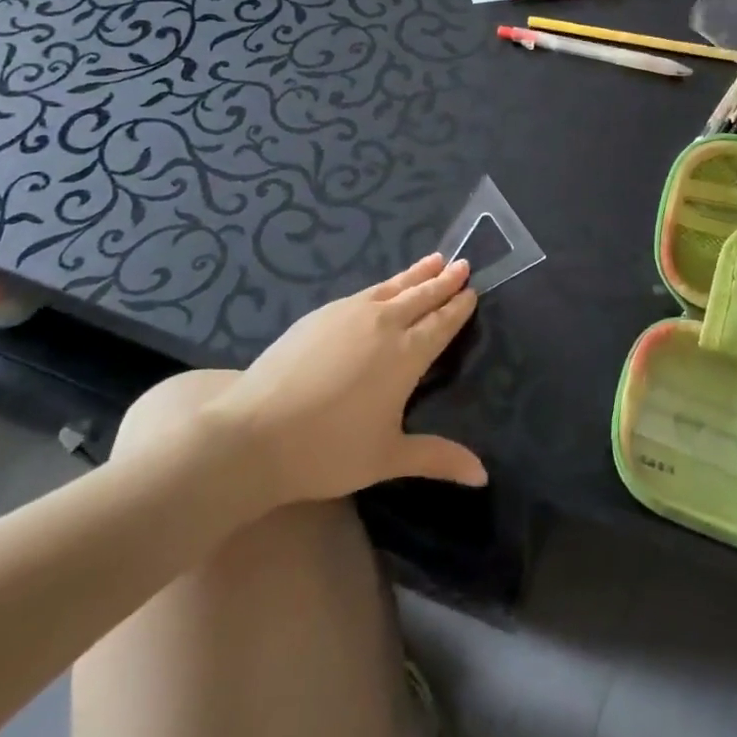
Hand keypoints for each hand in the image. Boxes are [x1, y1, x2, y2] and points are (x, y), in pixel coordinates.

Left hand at [210, 254, 485, 504]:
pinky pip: (364, 292)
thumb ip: (438, 458)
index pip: (441, 323)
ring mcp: (349, 314)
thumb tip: (483, 476)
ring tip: (434, 260)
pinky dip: (384, 285)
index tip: (472, 290)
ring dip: (416, 274)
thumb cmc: (327, 450)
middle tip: (462, 264)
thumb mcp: (388, 458)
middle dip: (443, 281)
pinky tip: (383, 288)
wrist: (253, 434)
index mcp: (406, 354)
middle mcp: (383, 324)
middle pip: (420, 296)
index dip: (458, 307)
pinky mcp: (320, 314)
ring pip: (392, 287)